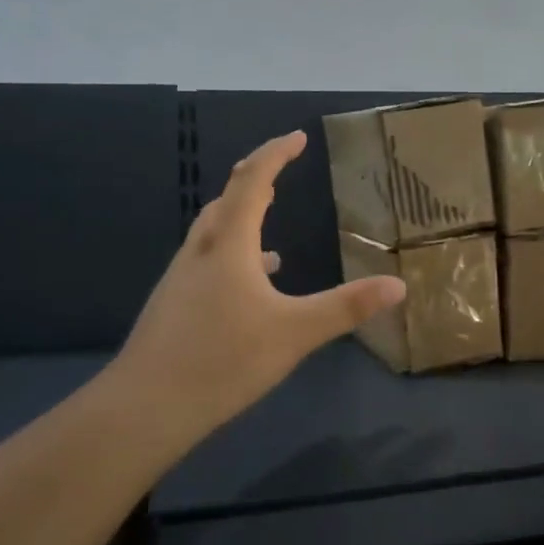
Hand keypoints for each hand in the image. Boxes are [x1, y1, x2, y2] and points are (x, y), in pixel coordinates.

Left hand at [105, 130, 406, 454]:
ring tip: (269, 226)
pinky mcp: (173, 305)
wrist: (145, 407)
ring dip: (241, 218)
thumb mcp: (295, 333)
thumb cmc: (224, 360)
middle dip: (255, 179)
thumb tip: (398, 285)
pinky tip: (250, 287)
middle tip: (280, 169)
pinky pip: (208, 262)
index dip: (275, 154)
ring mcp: (181, 278)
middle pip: (226, 200)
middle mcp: (201, 252)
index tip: (298, 137)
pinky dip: (232, 257)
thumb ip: (347, 307)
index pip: (253, 182)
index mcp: (230, 245)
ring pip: (213, 233)